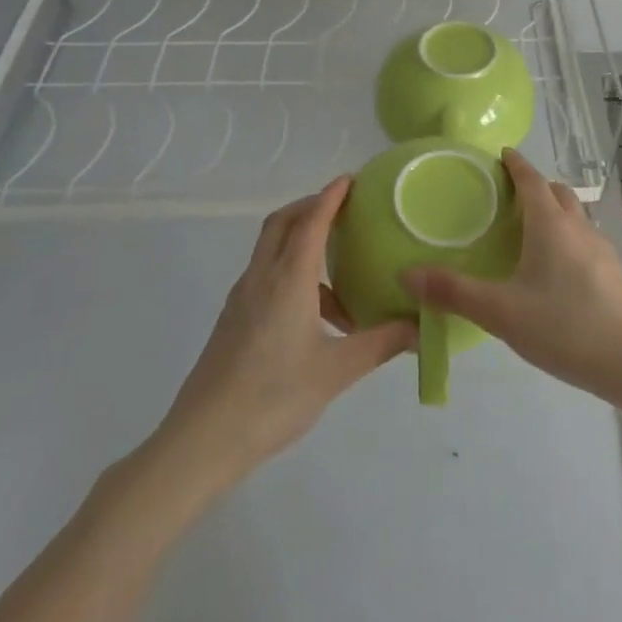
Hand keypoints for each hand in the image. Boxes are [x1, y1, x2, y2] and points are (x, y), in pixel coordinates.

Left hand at [142, 178, 414, 490]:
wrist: (201, 441)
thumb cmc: (272, 398)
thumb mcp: (336, 371)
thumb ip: (381, 344)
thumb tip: (420, 327)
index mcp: (288, 279)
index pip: (311, 221)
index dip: (331, 196)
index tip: (352, 180)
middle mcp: (261, 278)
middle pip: (282, 223)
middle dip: (311, 207)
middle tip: (344, 211)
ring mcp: (241, 299)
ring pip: (271, 250)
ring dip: (301, 244)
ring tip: (339, 279)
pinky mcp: (232, 321)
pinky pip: (265, 277)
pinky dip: (290, 274)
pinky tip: (313, 316)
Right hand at [406, 149, 621, 401]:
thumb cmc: (565, 327)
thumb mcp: (501, 312)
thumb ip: (454, 293)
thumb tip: (407, 273)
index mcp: (551, 225)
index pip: (531, 180)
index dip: (515, 164)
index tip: (501, 154)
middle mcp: (578, 228)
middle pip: (557, 192)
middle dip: (535, 185)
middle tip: (508, 196)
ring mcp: (601, 249)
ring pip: (575, 216)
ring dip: (554, 211)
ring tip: (529, 231)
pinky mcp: (614, 273)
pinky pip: (585, 240)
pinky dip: (567, 237)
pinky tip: (556, 270)